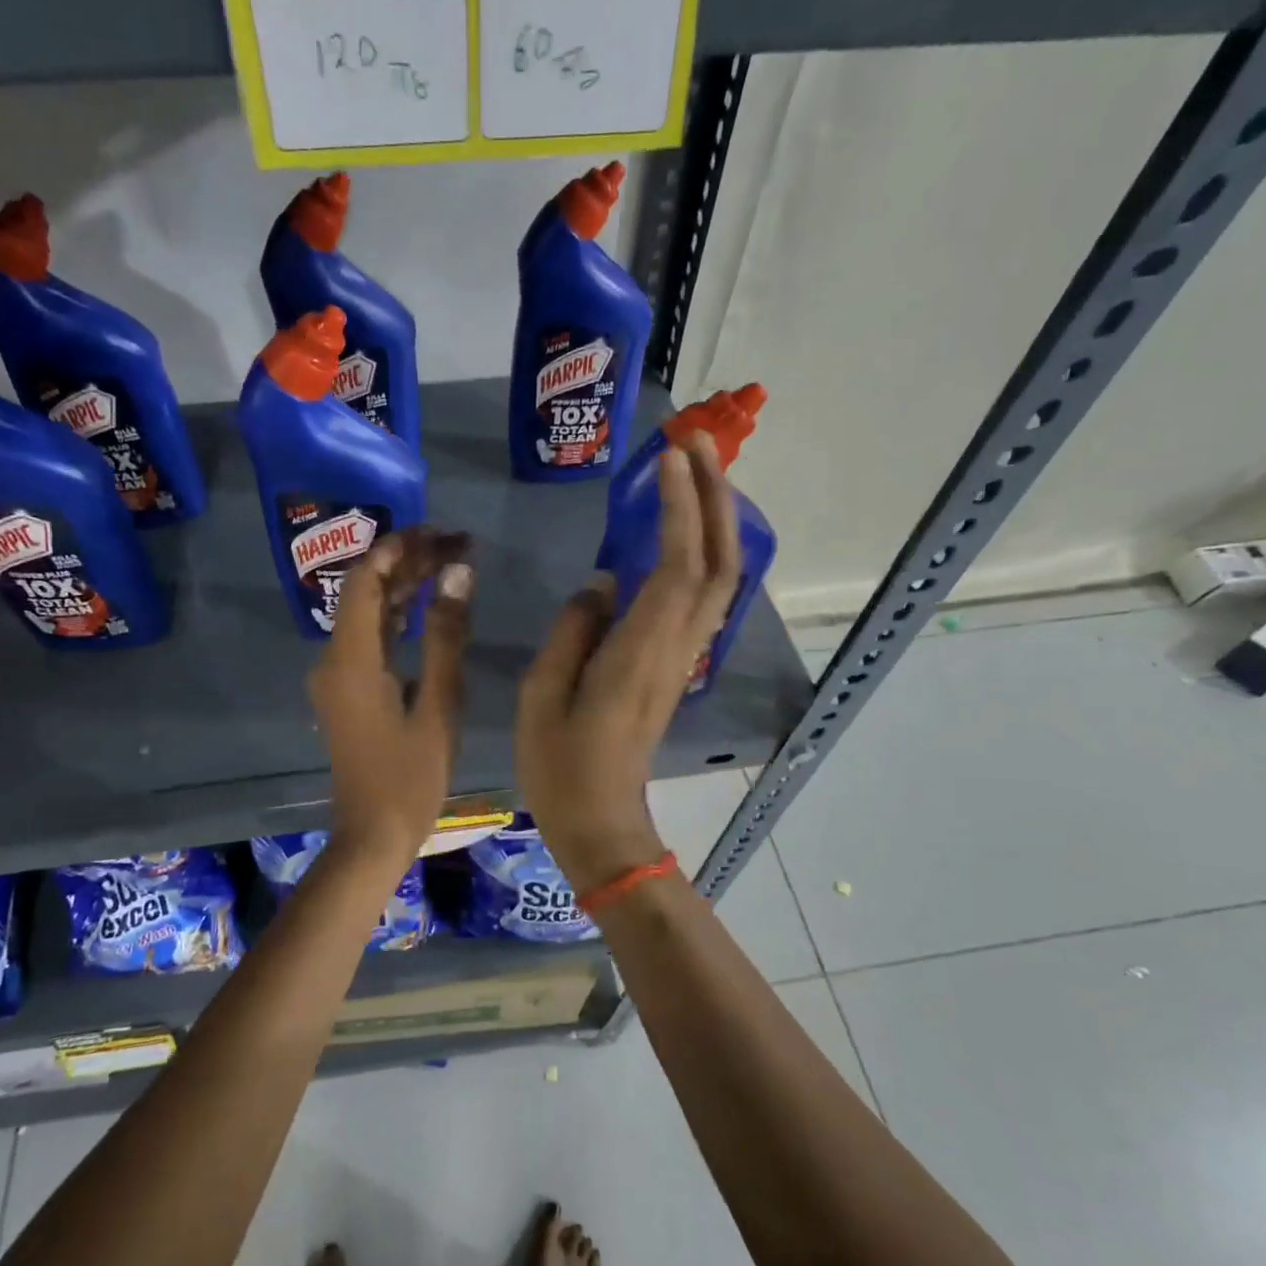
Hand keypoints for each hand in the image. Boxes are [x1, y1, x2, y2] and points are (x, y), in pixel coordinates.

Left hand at [309, 529, 472, 877]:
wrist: (372, 835)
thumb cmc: (410, 777)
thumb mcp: (438, 705)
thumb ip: (446, 636)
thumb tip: (457, 573)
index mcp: (350, 659)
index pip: (364, 579)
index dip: (399, 547)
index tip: (441, 532)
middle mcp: (333, 659)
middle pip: (365, 591)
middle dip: (408, 562)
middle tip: (458, 545)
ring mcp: (336, 675)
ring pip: (367, 613)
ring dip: (404, 587)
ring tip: (452, 564)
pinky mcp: (346, 690)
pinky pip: (369, 638)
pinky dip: (397, 617)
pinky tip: (428, 604)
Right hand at [516, 434, 740, 892]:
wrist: (601, 821)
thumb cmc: (561, 762)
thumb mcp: (544, 692)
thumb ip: (575, 628)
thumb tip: (604, 583)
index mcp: (642, 648)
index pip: (677, 563)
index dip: (680, 506)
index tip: (670, 455)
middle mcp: (676, 645)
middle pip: (719, 561)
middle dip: (714, 497)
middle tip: (695, 444)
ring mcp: (683, 656)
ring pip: (721, 578)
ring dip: (717, 521)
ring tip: (695, 474)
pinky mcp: (676, 666)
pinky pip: (705, 598)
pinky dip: (706, 554)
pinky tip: (687, 534)